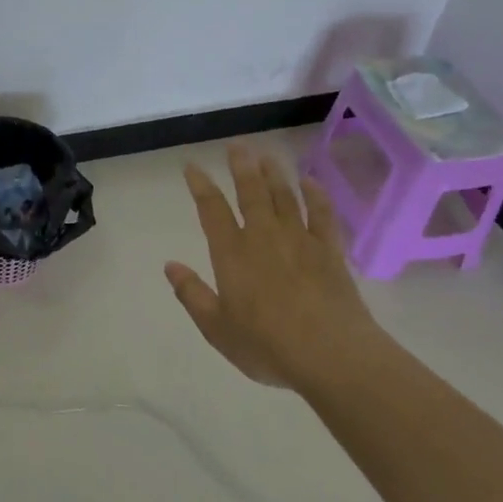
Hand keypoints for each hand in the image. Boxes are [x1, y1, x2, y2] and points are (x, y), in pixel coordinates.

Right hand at [164, 145, 387, 390]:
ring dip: (274, 174)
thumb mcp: (217, 329)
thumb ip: (192, 295)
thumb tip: (170, 266)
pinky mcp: (330, 251)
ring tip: (266, 155)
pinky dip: (316, 196)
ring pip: (284, 196)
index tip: (192, 166)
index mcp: (232, 253)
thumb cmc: (268, 345)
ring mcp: (299, 240)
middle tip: (237, 145)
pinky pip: (322, 215)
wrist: (332, 356)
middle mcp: (264, 237)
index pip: (212, 209)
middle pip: (251, 192)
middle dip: (241, 166)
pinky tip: (311, 183)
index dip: (200, 185)